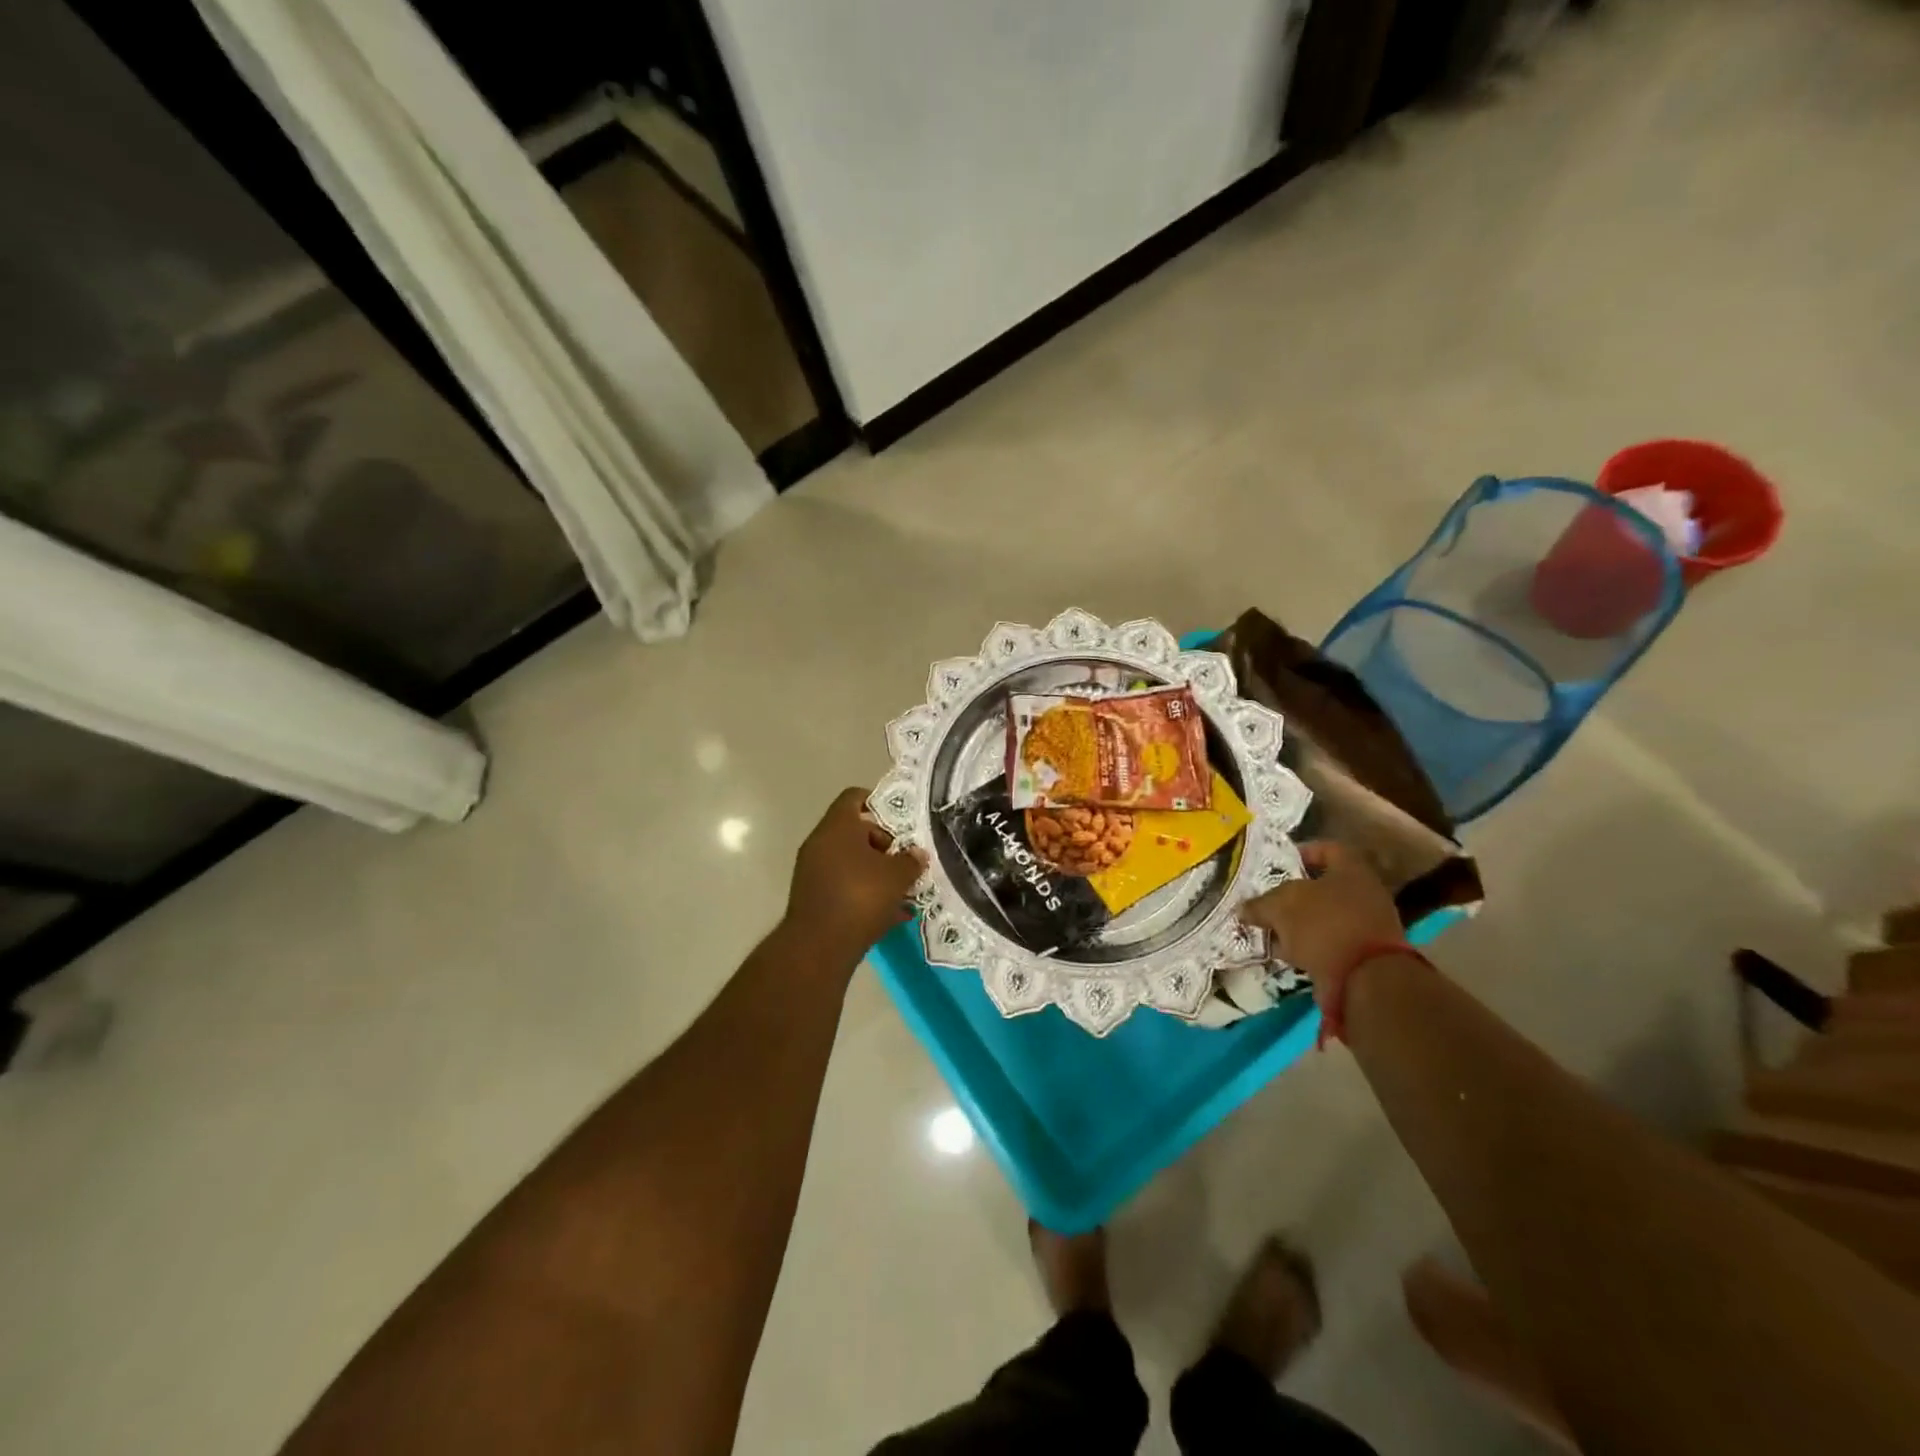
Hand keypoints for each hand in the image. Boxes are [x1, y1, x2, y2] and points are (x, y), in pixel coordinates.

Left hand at [783, 788, 925, 962]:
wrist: (819, 946)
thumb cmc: (860, 897)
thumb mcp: (897, 876)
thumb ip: (911, 860)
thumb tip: (917, 854)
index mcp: (838, 826)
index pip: (855, 797)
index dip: (880, 803)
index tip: (901, 821)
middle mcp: (820, 843)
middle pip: (855, 831)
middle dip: (884, 844)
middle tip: (906, 860)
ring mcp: (813, 871)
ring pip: (850, 861)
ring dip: (875, 872)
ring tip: (903, 889)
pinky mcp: (813, 898)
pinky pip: (844, 885)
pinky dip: (864, 893)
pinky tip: (890, 914)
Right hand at [1239, 841, 1404, 1004]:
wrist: (1364, 979)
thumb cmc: (1323, 925)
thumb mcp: (1280, 907)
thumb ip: (1260, 904)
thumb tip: (1243, 909)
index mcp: (1351, 871)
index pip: (1328, 849)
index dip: (1303, 852)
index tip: (1280, 864)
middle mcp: (1364, 894)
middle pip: (1323, 887)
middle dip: (1293, 895)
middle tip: (1267, 900)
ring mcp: (1366, 927)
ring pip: (1324, 918)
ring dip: (1297, 924)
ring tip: (1270, 931)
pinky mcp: (1363, 957)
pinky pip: (1329, 943)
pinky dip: (1308, 947)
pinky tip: (1285, 954)